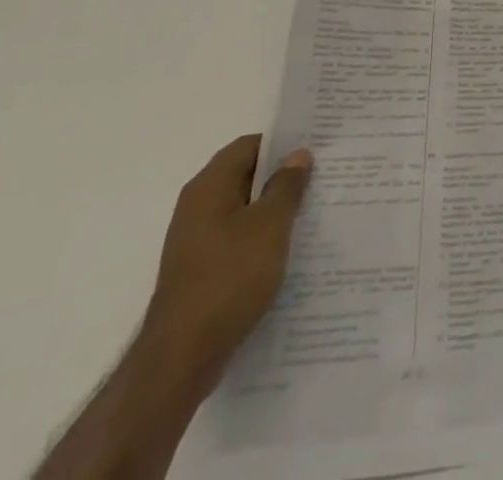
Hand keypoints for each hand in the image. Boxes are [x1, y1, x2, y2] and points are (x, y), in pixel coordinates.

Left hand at [138, 134, 312, 397]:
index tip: (316, 147)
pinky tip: (286, 251)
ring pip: (243, 209)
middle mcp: (197, 206)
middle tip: (321, 177)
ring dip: (273, 209)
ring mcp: (195, 240)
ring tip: (312, 212)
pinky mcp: (199, 270)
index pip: (250, 145)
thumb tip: (297, 154)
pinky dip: (260, 237)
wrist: (180, 359)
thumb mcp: (270, 225)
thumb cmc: (229, 279)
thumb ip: (287, 185)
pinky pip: (236, 238)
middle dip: (281, 176)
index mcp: (209, 186)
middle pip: (245, 175)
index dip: (283, 143)